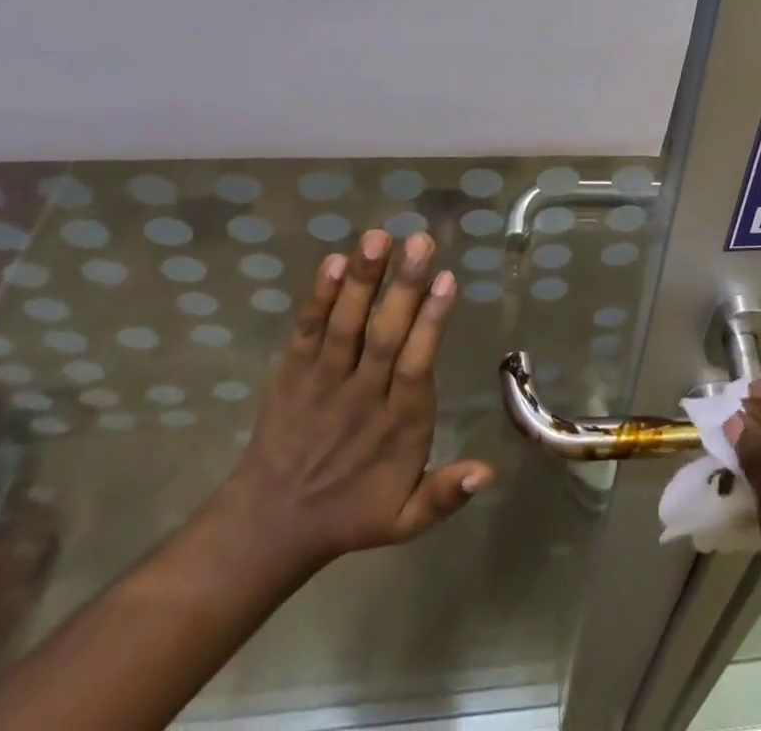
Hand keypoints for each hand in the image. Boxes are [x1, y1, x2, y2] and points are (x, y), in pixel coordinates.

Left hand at [218, 229, 493, 581]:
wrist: (269, 524)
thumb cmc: (351, 511)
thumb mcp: (404, 520)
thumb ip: (446, 494)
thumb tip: (491, 472)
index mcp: (396, 426)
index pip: (416, 366)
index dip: (431, 323)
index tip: (447, 279)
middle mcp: (360, 397)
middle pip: (383, 337)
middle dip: (402, 286)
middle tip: (421, 240)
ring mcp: (322, 382)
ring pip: (345, 326)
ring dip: (362, 280)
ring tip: (379, 236)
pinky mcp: (291, 373)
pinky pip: (306, 331)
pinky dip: (318, 297)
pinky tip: (333, 261)